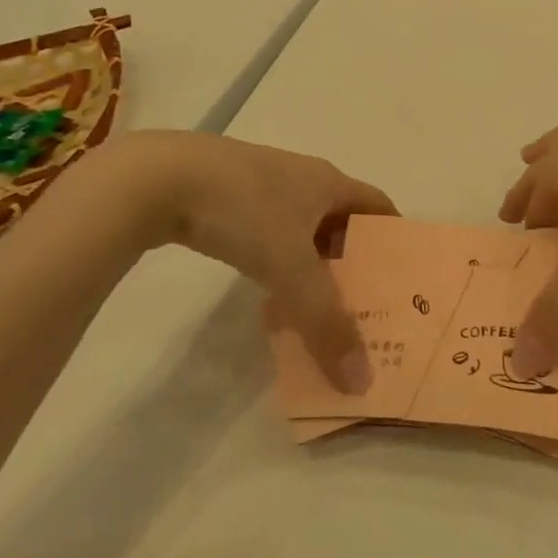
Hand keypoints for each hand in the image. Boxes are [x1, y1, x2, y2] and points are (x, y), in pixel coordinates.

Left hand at [83, 132, 396, 390]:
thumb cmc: (242, 212)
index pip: (379, 206)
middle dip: (355, 260)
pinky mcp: (226, 194)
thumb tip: (361, 381)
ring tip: (318, 306)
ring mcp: (262, 182)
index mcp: (329, 182)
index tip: (401, 278)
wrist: (156, 178)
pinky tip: (269, 288)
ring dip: (315, 263)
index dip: (394, 238)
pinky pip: (270, 230)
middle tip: (363, 304)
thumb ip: (326, 324)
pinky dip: (280, 259)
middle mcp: (302, 176)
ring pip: (304, 227)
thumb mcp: (290, 270)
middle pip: (343, 220)